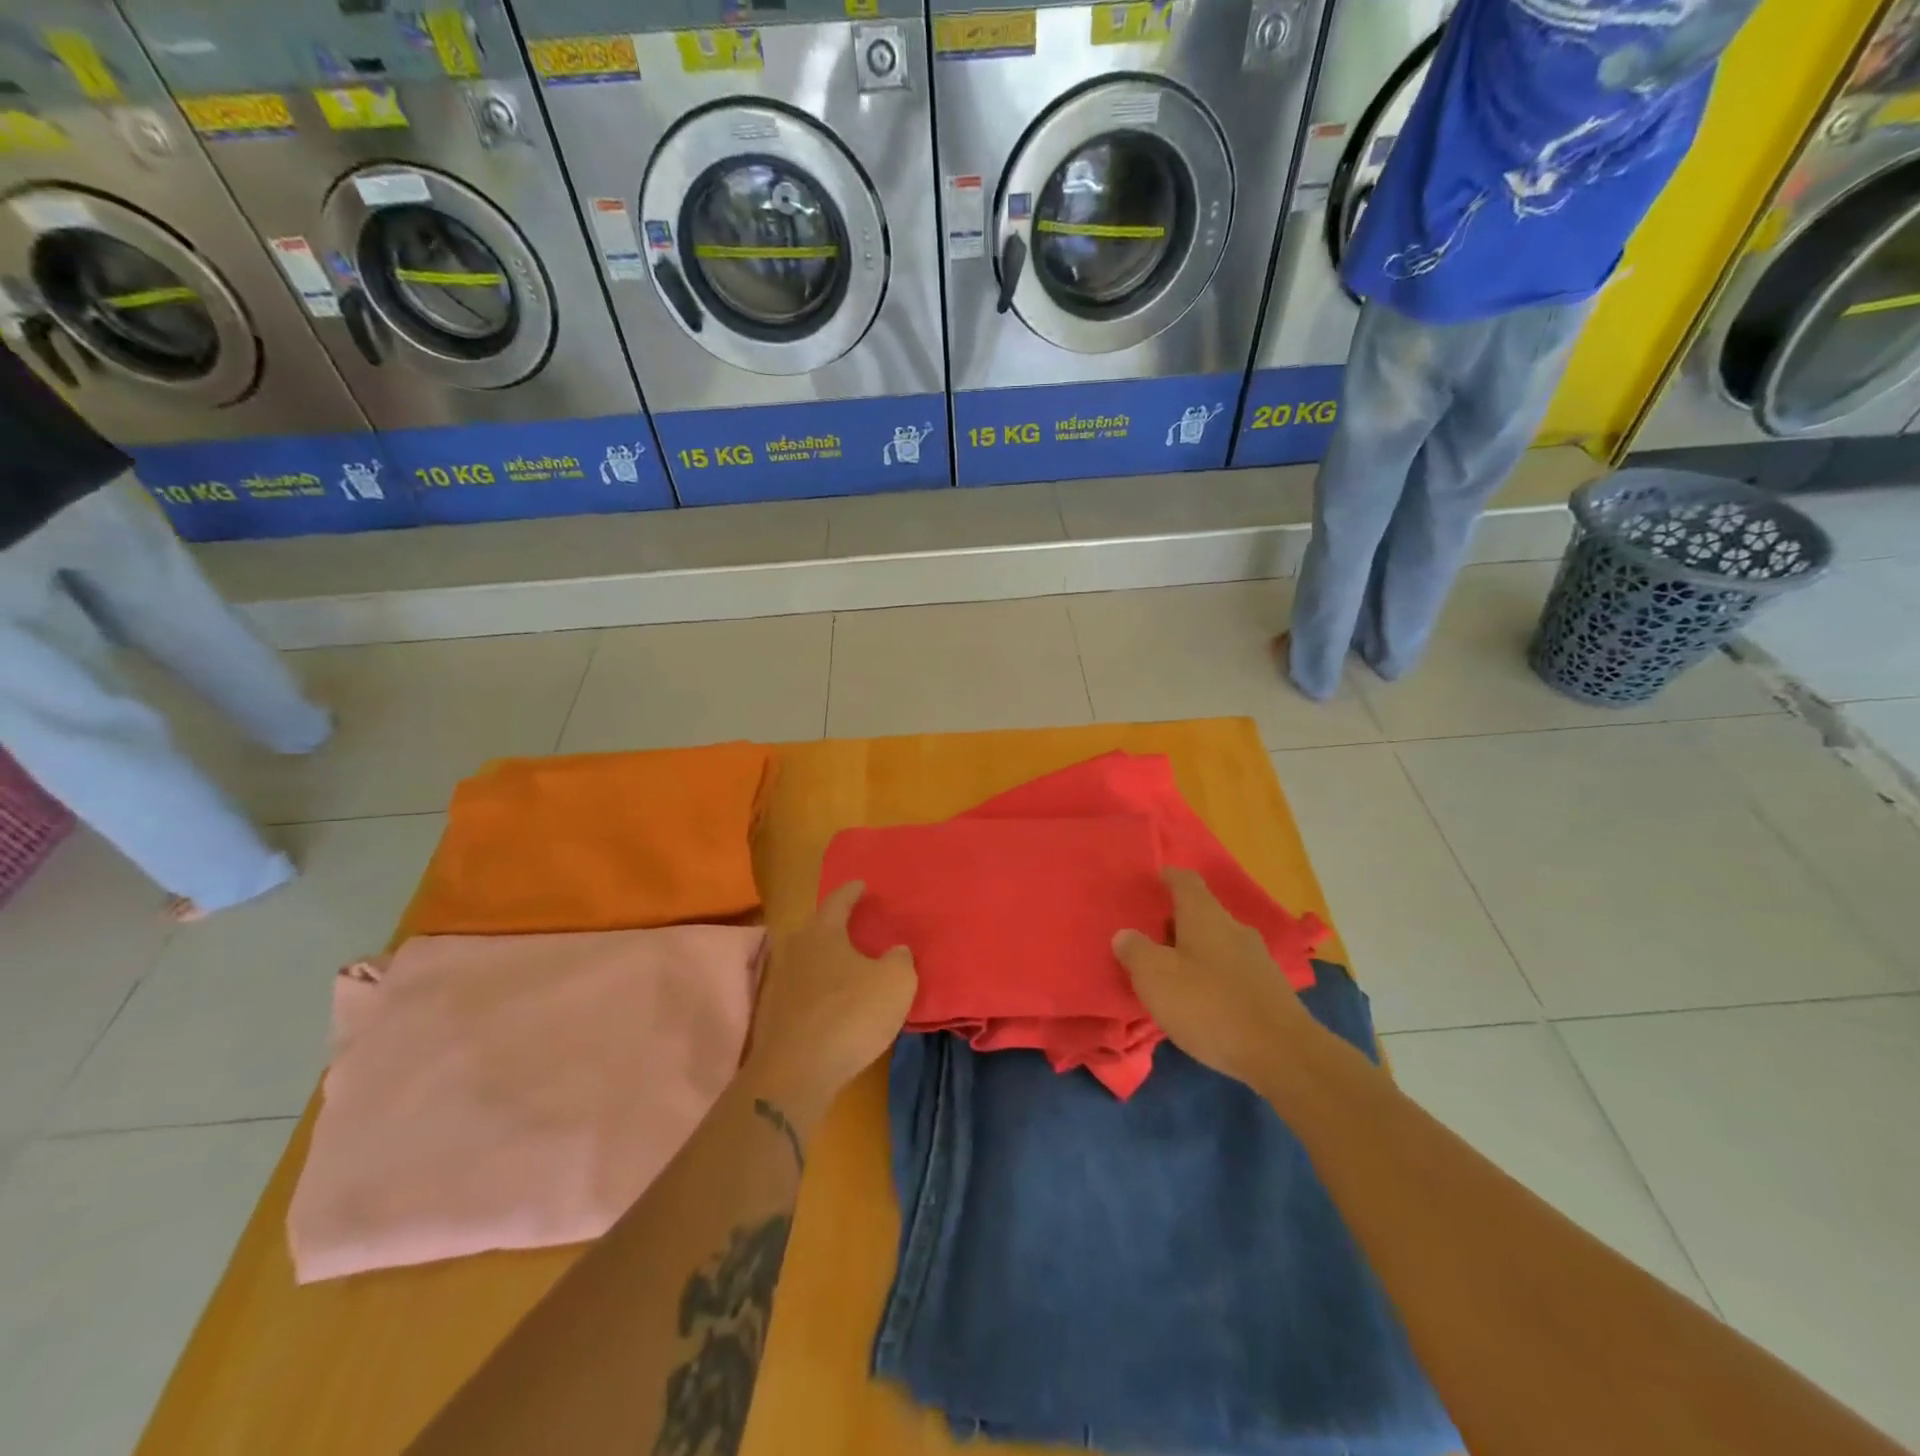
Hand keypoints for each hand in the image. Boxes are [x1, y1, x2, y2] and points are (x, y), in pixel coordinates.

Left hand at [743, 881, 916, 1129]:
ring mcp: (780, 983)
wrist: (796, 1072)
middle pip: (816, 929)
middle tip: (855, 925)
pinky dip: (818, 990)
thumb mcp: (895, 983)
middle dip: (835, 926)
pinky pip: (802, 990)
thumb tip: (896, 951)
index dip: (851, 891)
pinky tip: (832, 1001)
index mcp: (823, 933)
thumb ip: (900, 961)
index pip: (838, 901)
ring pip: (807, 960)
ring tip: (846, 965)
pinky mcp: (774, 1016)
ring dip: (825, 960)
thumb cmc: (850, 1015)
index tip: (861, 884)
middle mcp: (796, 950)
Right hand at [1113, 867, 1314, 1093]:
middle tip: (1148, 940)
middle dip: (1175, 923)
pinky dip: (1213, 978)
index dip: (1167, 877)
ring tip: (1171, 975)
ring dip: (1194, 953)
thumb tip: (1125, 935)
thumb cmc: (1209, 1005)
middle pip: (1201, 913)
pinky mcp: (1270, 990)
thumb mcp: (1155, 977)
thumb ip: (1135, 951)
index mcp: (1205, 915)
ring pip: (1217, 944)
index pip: (1185, 880)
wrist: (1282, 1055)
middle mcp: (1234, 928)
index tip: (1151, 882)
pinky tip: (1201, 1002)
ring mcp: (1257, 959)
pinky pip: (1232, 972)